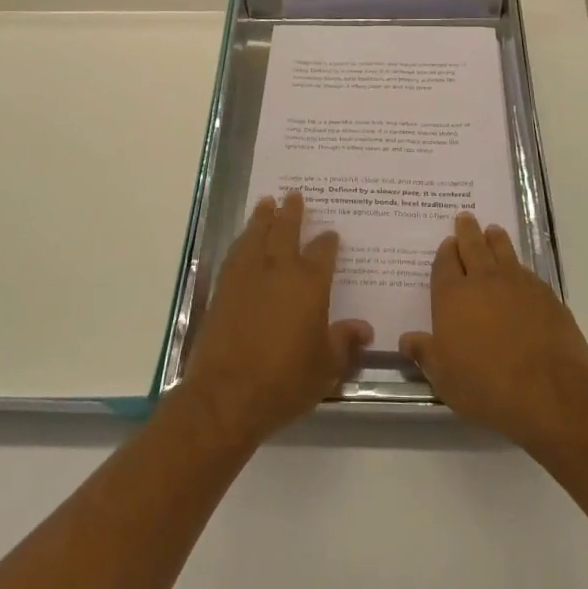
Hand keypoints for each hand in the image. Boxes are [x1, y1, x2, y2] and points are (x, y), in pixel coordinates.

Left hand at [179, 192, 370, 448]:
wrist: (228, 394)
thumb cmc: (285, 380)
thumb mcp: (326, 367)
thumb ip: (344, 342)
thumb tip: (364, 329)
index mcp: (310, 283)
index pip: (323, 252)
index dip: (328, 242)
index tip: (331, 235)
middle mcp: (279, 269)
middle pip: (286, 230)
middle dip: (292, 212)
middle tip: (293, 194)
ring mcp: (247, 275)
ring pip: (256, 235)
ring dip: (262, 217)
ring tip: (266, 203)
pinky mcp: (223, 288)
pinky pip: (235, 253)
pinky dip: (241, 240)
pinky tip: (242, 240)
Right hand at [400, 212, 587, 451]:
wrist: (547, 390)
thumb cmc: (485, 384)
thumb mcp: (443, 377)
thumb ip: (424, 353)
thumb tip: (406, 339)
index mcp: (452, 296)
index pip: (445, 264)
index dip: (445, 252)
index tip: (447, 242)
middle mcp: (483, 280)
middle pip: (473, 247)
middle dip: (467, 231)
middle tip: (465, 217)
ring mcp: (517, 284)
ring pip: (503, 251)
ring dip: (495, 239)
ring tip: (492, 231)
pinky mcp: (546, 295)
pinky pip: (527, 271)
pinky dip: (519, 266)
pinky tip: (520, 271)